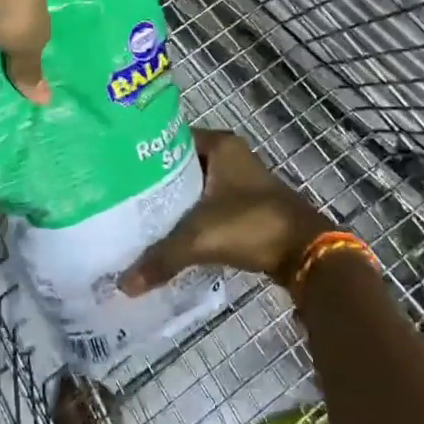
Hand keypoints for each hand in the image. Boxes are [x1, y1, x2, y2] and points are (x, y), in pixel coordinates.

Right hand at [120, 129, 330, 292]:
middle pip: (182, 164)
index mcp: (220, 144)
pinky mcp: (248, 204)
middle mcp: (231, 155)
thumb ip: (161, 258)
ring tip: (140, 216)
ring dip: (175, 201)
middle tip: (124, 197)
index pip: (170, 139)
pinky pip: (210, 204)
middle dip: (156, 181)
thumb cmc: (251, 225)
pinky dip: (193, 216)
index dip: (144, 154)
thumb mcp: (199, 238)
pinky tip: (170, 233)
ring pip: (197, 186)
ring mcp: (242, 180)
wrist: (305, 252)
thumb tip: (123, 284)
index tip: (118, 170)